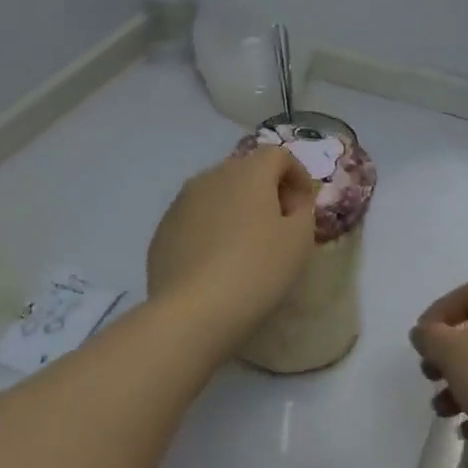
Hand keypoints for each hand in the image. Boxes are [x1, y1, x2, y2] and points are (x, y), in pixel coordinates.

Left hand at [148, 147, 319, 352]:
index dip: (297, 175)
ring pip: (218, 193)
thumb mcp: (299, 240)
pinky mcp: (163, 230)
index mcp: (248, 172)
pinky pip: (196, 218)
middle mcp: (212, 176)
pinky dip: (211, 229)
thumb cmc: (257, 269)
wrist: (193, 312)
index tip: (304, 207)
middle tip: (279, 225)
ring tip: (246, 246)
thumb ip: (303, 211)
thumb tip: (291, 203)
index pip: (278, 155)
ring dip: (236, 209)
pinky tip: (216, 263)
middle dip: (266, 191)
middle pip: (246, 171)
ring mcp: (182, 202)